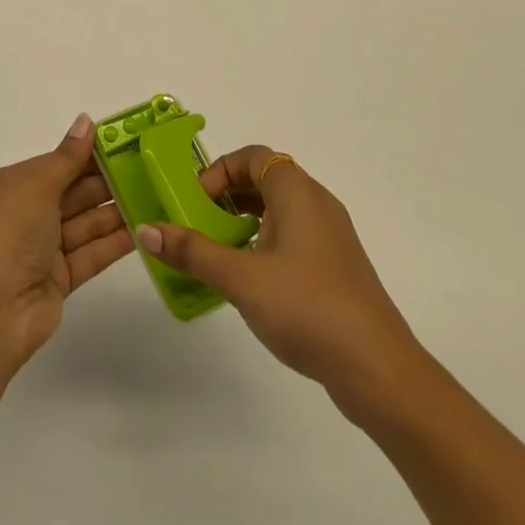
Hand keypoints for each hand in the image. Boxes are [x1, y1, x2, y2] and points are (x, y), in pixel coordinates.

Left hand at [0, 114, 134, 369]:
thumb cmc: (8, 234)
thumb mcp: (36, 185)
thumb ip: (68, 157)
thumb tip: (86, 120)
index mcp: (12, 186)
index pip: (57, 163)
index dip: (90, 153)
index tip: (127, 143)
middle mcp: (26, 215)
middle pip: (74, 192)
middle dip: (108, 181)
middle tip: (151, 169)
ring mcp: (43, 249)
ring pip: (86, 223)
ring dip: (117, 210)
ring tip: (156, 195)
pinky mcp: (60, 279)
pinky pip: (92, 253)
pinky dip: (116, 242)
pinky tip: (145, 229)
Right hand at [139, 146, 427, 418]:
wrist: (377, 367)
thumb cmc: (307, 307)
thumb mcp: (242, 278)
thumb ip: (193, 252)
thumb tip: (147, 229)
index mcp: (297, 191)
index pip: (253, 157)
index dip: (220, 171)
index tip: (194, 201)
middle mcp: (317, 202)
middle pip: (265, 180)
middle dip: (227, 197)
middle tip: (197, 226)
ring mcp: (330, 235)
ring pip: (279, 210)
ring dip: (245, 222)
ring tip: (217, 253)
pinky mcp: (336, 265)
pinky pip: (293, 236)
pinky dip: (265, 243)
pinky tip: (249, 281)